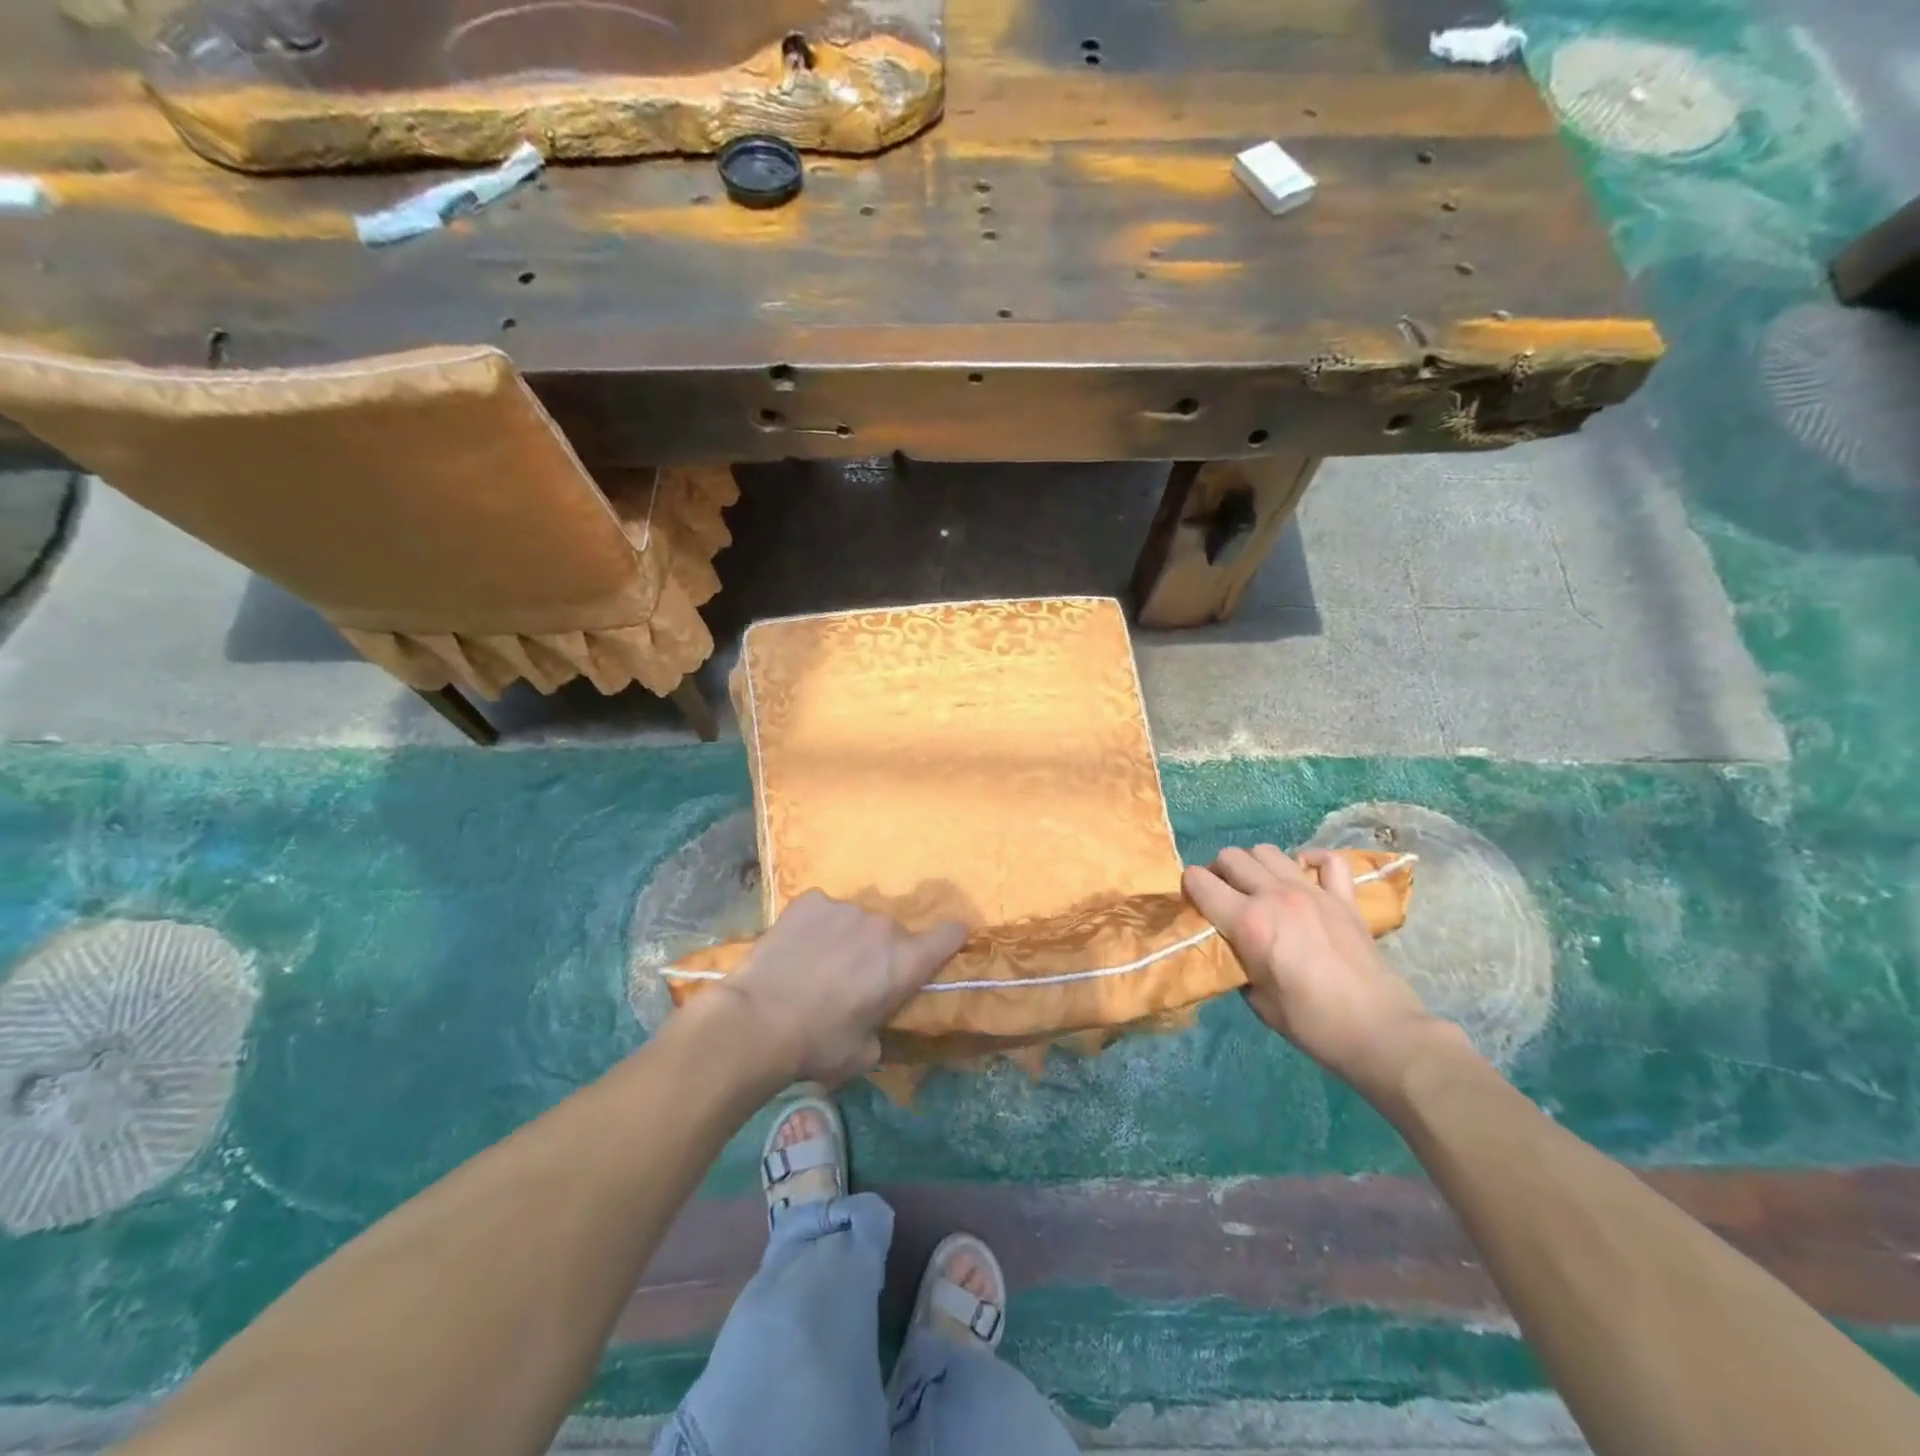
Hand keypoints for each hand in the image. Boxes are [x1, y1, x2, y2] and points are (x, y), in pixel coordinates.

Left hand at [717, 891, 966, 1087]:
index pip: (950, 934)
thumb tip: (872, 1025)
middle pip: (894, 934)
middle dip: (881, 952)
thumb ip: (880, 1029)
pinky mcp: (811, 901)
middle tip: (854, 979)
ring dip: (847, 938)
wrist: (758, 1021)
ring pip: (857, 921)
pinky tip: (796, 947)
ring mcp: (846, 908)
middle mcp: (884, 927)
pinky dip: (816, 925)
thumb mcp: (864, 1054)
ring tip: (818, 964)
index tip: (941, 947)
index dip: (949, 939)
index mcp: (906, 961)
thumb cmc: (819, 1045)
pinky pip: (823, 910)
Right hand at [1184, 845, 1461, 1099]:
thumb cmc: (1310, 1023)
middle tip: (1223, 896)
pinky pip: (1327, 860)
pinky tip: (1304, 877)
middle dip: (1218, 872)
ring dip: (1255, 865)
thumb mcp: (1255, 998)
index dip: (1189, 888)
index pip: (1199, 881)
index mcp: (1248, 921)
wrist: (1378, 1031)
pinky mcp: (1343, 898)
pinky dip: (1310, 861)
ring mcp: (1312, 892)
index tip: (1192, 902)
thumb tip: (1232, 946)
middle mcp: (1275, 895)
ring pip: (1268, 851)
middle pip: (1231, 857)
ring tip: (1259, 887)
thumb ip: (1237, 961)